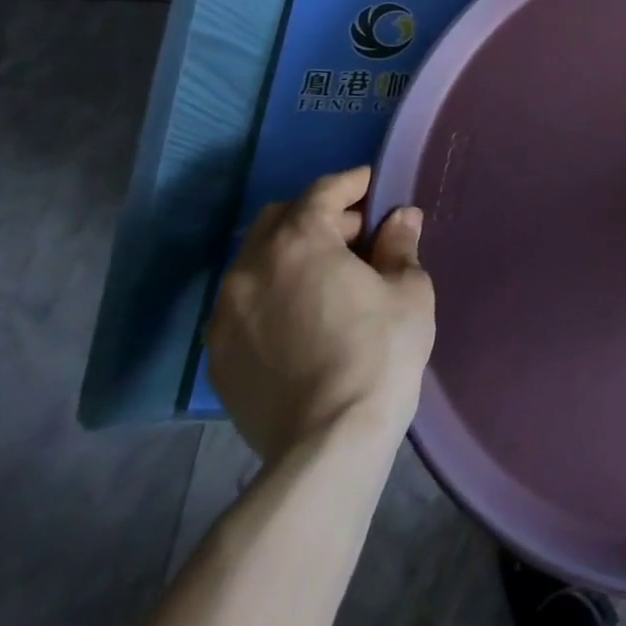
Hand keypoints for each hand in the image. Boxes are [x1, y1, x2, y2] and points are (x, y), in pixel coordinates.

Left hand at [207, 167, 435, 461]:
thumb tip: (399, 219)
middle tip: (357, 235)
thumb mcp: (408, 289)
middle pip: (278, 219)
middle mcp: (250, 270)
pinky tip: (304, 314)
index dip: (351, 183)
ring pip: (255, 261)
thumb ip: (399, 245)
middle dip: (318, 216)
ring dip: (291, 253)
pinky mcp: (218, 355)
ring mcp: (225, 315)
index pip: (321, 192)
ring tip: (330, 276)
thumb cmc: (379, 351)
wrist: (329, 441)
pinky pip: (243, 302)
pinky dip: (272, 291)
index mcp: (297, 244)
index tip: (373, 186)